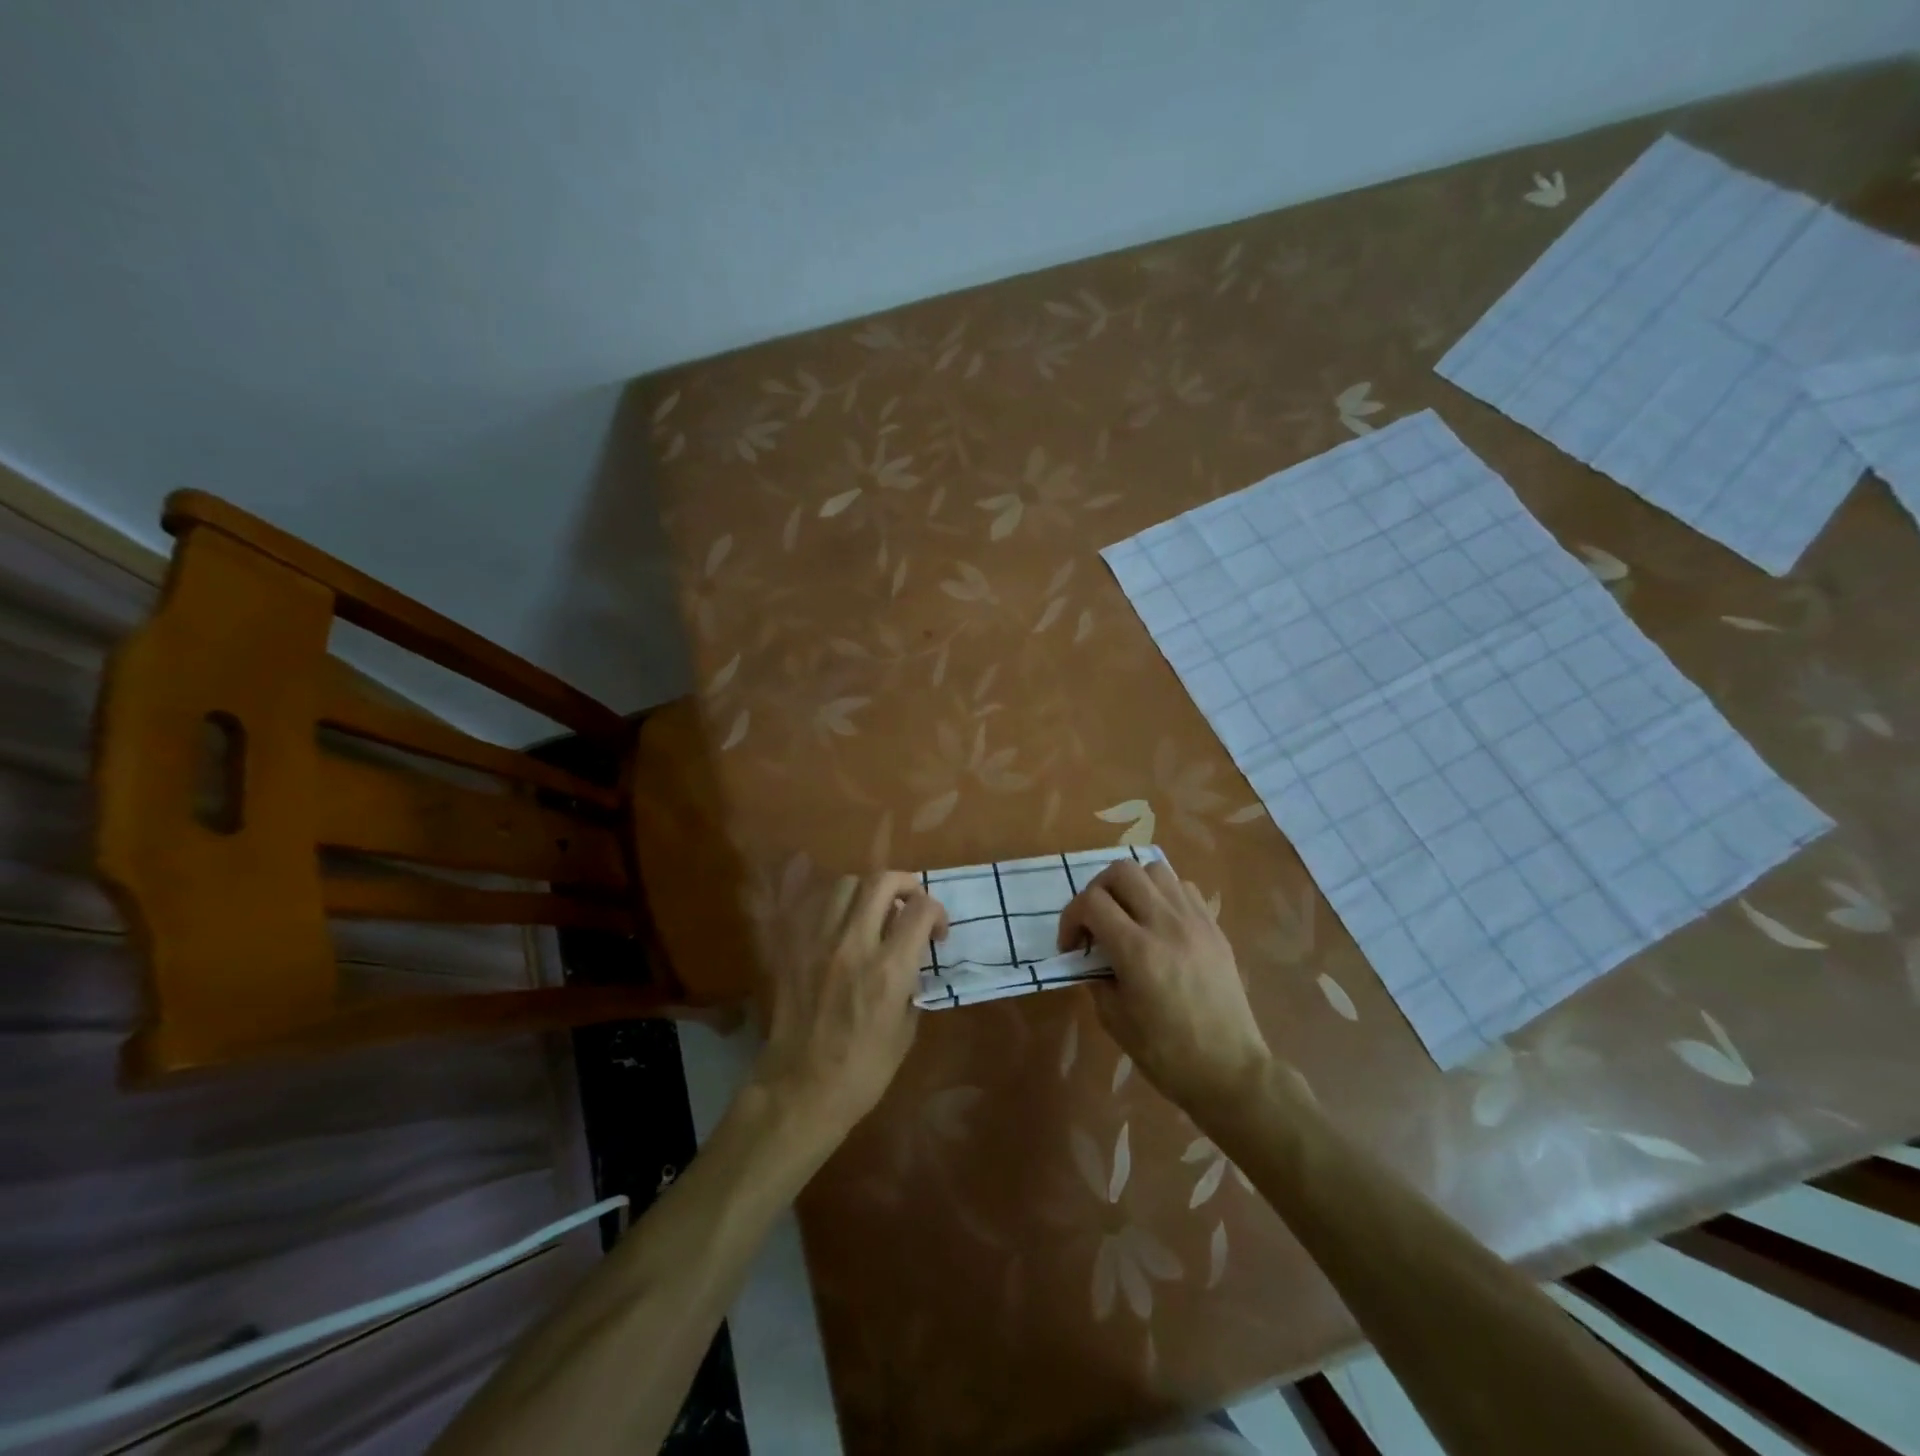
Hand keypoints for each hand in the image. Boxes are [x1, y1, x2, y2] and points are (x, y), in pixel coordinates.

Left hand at [754, 871, 947, 1144]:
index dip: (937, 912)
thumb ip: (912, 984)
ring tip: (875, 913)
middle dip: (906, 885)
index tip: (937, 933)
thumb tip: (913, 960)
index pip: (921, 909)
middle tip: (911, 905)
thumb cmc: (862, 1071)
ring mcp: (820, 942)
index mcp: (889, 969)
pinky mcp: (795, 948)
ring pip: (847, 884)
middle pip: (882, 881)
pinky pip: (818, 907)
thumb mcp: (906, 1031)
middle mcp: (855, 944)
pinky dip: (838, 907)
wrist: (799, 1090)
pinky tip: (844, 927)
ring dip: (869, 892)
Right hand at [1057, 858, 1269, 1110]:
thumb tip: (1090, 956)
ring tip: (1127, 916)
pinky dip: (1162, 895)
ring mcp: (1195, 921)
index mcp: (1137, 951)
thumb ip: (1096, 977)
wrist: (1229, 1071)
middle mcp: (1166, 924)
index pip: (1091, 902)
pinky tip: (1158, 923)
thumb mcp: (1114, 1019)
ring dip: (1131, 886)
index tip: (1072, 946)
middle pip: (1121, 871)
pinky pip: (1183, 888)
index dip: (1071, 918)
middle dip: (1097, 891)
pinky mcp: (1214, 927)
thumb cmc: (1166, 1054)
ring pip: (1154, 870)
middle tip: (1095, 922)